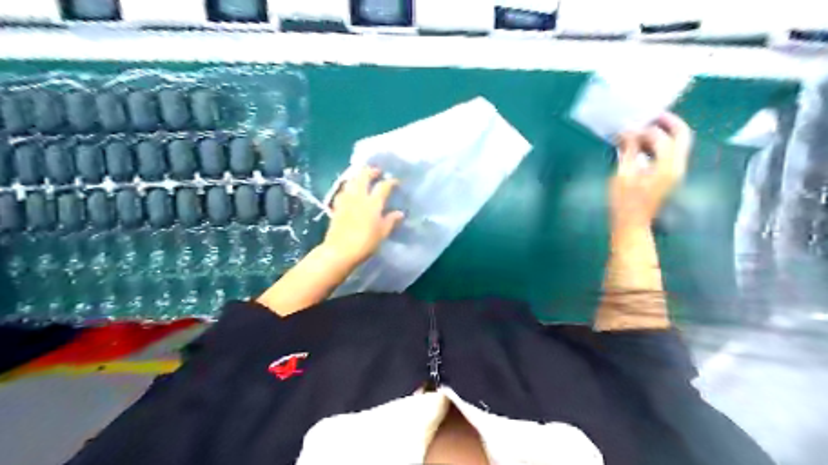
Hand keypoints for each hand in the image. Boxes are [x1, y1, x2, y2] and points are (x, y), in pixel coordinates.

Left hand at [319, 166, 404, 267]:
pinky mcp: (336, 206)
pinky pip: (343, 190)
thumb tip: (399, 213)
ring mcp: (346, 200)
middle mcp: (359, 197)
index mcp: (373, 203)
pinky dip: (348, 186)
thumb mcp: (382, 233)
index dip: (391, 182)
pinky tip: (350, 190)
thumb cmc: (365, 243)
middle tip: (377, 171)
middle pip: (363, 176)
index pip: (383, 186)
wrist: (339, 251)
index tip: (396, 182)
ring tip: (363, 177)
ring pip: (351, 181)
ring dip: (358, 176)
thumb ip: (390, 220)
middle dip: (371, 171)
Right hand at [606, 113, 692, 229]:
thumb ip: (628, 151)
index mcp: (667, 166)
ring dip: (662, 133)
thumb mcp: (623, 175)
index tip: (627, 129)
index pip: (661, 137)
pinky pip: (670, 153)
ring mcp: (675, 172)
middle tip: (650, 116)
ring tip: (640, 131)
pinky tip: (641, 146)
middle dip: (668, 122)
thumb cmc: (624, 202)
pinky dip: (659, 145)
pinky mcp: (669, 176)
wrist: (631, 225)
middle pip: (682, 135)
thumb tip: (628, 132)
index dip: (643, 130)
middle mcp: (677, 166)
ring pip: (677, 143)